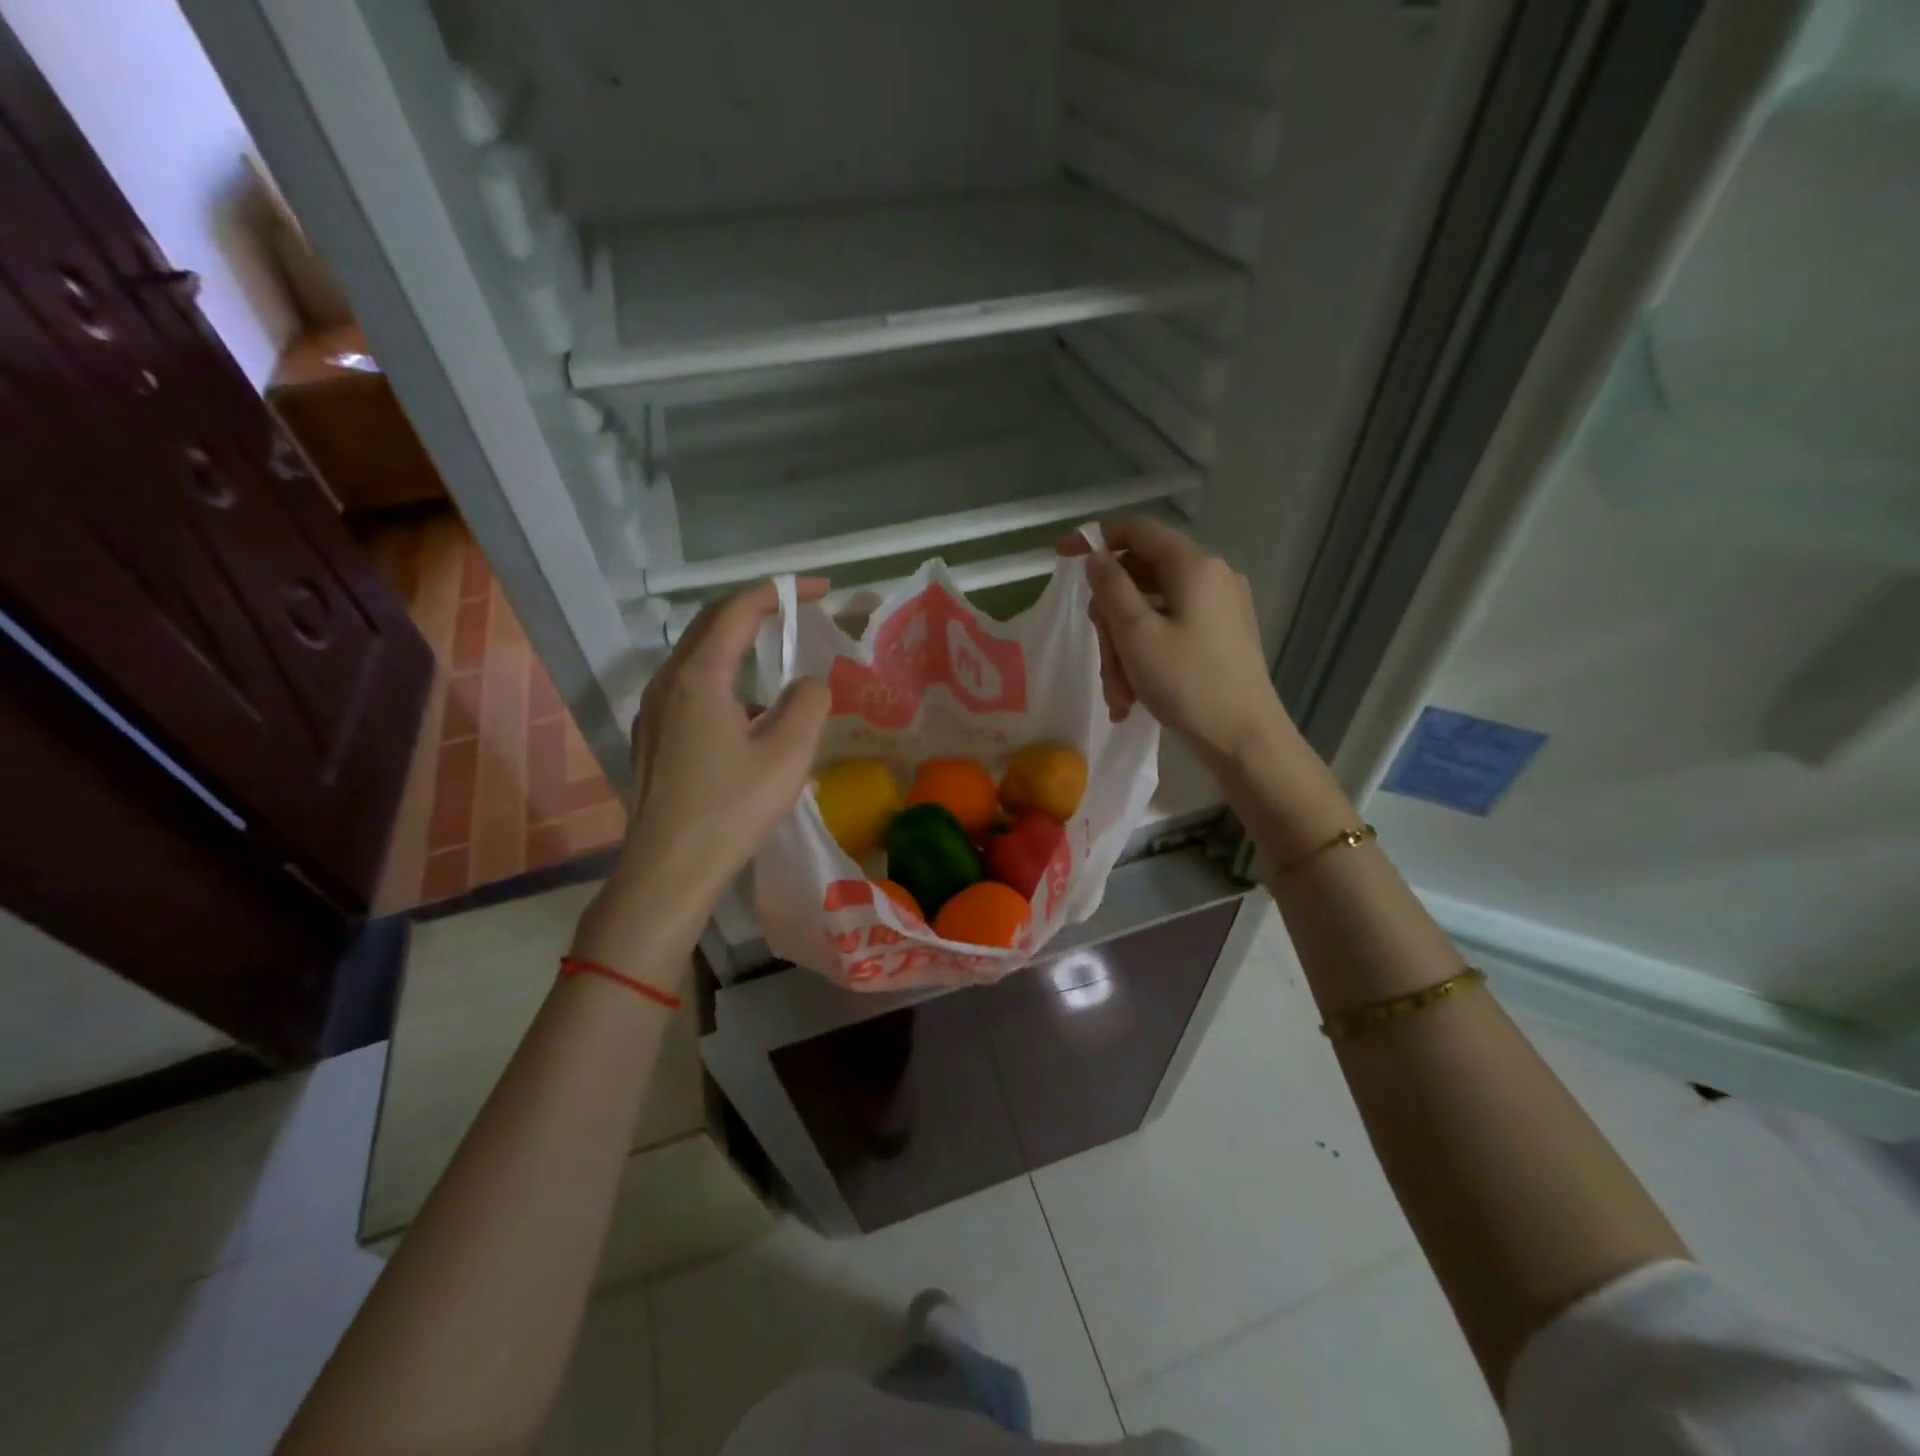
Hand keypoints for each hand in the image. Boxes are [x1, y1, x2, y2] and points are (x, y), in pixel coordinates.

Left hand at [572, 580, 830, 964]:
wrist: (668, 871)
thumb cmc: (731, 810)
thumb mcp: (788, 754)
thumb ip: (809, 703)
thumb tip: (807, 685)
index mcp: (698, 677)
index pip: (738, 609)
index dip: (780, 591)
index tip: (819, 590)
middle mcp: (667, 683)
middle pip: (712, 625)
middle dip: (758, 610)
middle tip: (799, 611)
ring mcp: (654, 711)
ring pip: (700, 659)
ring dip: (741, 649)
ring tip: (781, 669)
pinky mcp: (653, 738)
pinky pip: (693, 691)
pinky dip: (727, 683)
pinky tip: (752, 722)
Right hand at [1059, 518, 1293, 771]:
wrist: (1244, 739)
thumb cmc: (1186, 684)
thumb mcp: (1136, 634)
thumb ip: (1110, 587)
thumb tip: (1097, 557)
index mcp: (1194, 566)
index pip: (1138, 530)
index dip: (1097, 539)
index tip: (1061, 556)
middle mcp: (1212, 577)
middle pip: (1140, 578)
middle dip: (1111, 621)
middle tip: (1102, 661)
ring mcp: (1220, 607)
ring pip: (1152, 612)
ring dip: (1125, 650)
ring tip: (1120, 695)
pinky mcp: (1222, 635)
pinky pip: (1171, 631)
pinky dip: (1147, 657)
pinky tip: (1135, 697)